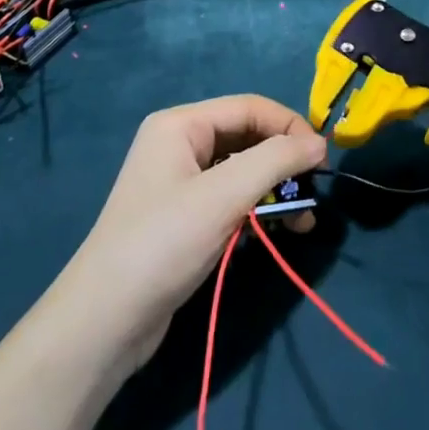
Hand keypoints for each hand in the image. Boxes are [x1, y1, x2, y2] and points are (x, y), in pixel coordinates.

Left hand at [54, 95, 325, 373]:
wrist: (106, 321)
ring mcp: (180, 182)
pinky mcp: (184, 218)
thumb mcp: (224, 196)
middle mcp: (179, 144)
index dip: (289, 127)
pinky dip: (256, 211)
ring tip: (302, 222)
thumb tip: (320, 143)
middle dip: (283, 163)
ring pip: (242, 172)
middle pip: (247, 138)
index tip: (323, 160)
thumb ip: (275, 162)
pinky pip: (230, 199)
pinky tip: (274, 232)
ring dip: (274, 191)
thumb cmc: (164, 243)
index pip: (249, 107)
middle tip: (312, 195)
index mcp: (180, 124)